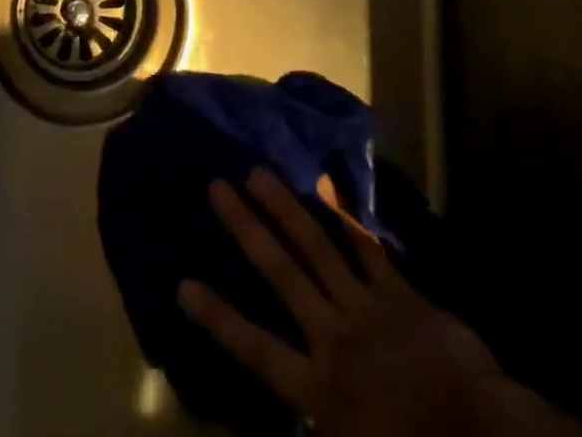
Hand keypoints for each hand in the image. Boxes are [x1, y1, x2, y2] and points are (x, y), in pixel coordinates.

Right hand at [180, 169, 581, 436]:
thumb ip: (322, 426)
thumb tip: (294, 420)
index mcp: (320, 389)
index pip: (256, 350)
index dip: (219, 317)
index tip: (183, 284)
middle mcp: (332, 337)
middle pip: (281, 274)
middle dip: (246, 228)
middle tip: (217, 186)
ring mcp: (366, 307)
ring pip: (316, 247)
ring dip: (285, 207)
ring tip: (258, 171)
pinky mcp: (398, 294)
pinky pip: (366, 248)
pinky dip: (345, 217)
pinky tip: (327, 186)